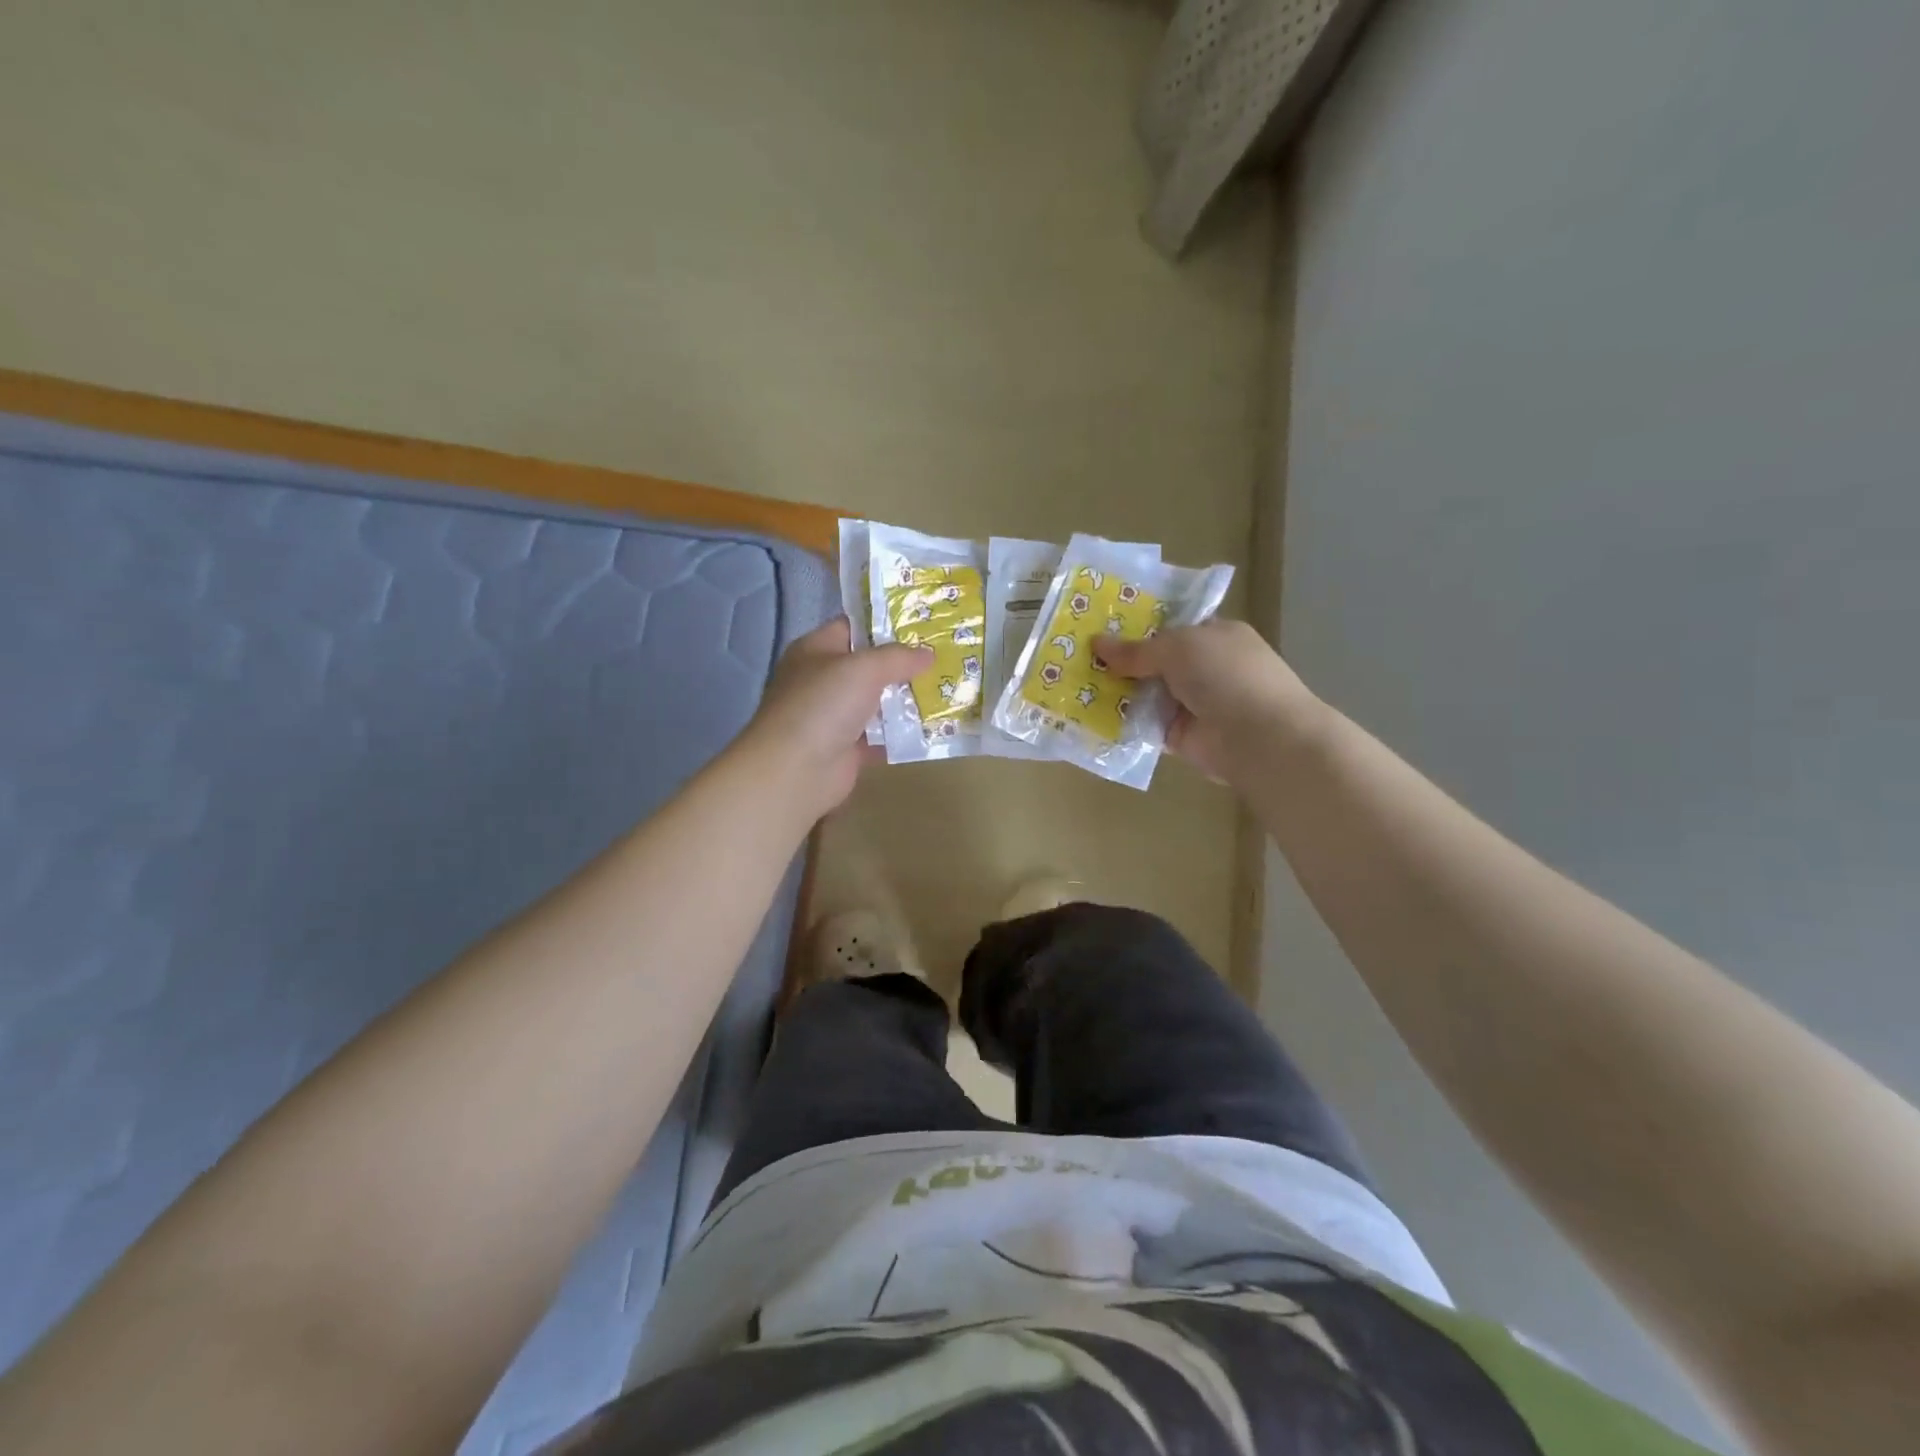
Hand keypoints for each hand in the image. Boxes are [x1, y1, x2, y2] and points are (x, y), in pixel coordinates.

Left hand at [737, 617, 929, 817]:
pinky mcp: (846, 749)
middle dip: (902, 665)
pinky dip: (901, 734)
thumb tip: (928, 653)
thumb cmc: (824, 704)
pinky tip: (931, 727)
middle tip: (941, 658)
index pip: (851, 628)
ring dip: (905, 700)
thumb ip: (898, 657)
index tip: (921, 625)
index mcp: (815, 650)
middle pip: (867, 667)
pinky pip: (880, 736)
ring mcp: (833, 717)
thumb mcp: (864, 668)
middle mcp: (822, 681)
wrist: (797, 770)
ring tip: (943, 691)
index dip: (883, 624)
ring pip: (876, 703)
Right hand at [1096, 619, 1326, 785]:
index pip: (1170, 625)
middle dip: (1117, 659)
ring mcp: (1190, 703)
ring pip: (1143, 693)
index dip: (1136, 624)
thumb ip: (1136, 649)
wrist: (1260, 737)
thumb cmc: (1226, 675)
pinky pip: (1142, 724)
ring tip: (1071, 682)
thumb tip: (1096, 643)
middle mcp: (1202, 667)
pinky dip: (1120, 722)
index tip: (1097, 623)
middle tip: (1074, 654)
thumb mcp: (1178, 647)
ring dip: (1114, 691)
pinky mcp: (1178, 735)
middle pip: (1152, 660)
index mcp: (1213, 635)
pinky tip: (1086, 714)